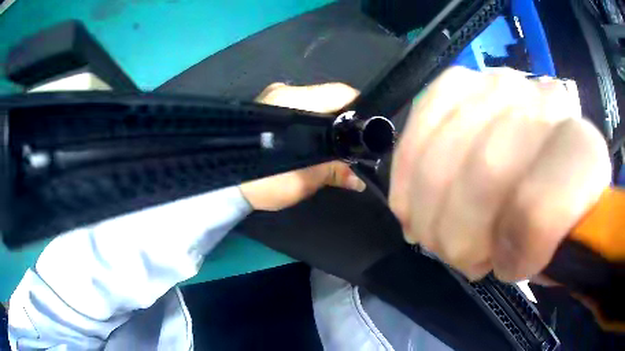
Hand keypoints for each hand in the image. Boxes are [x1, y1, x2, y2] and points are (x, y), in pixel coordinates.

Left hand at [239, 83, 365, 210]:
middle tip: (354, 140)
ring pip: (315, 102)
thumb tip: (360, 180)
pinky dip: (313, 121)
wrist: (228, 185)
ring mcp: (274, 96)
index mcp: (294, 102)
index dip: (359, 109)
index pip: (340, 93)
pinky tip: (316, 137)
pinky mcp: (267, 105)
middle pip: (328, 97)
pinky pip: (300, 107)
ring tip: (336, 141)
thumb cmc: (266, 182)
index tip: (368, 129)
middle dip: (345, 118)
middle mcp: (284, 91)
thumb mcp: (306, 179)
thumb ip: (337, 172)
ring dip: (328, 120)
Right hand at [389, 67, 610, 281]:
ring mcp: (502, 85)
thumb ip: (538, 254)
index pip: (548, 202)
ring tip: (436, 232)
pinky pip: (425, 113)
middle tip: (459, 256)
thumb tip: (498, 253)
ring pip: (450, 148)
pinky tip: (409, 197)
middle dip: (459, 232)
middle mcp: (545, 103)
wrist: (546, 166)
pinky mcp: (464, 82)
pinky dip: (409, 165)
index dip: (517, 246)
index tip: (506, 267)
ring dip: (430, 207)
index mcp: (585, 154)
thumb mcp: (554, 250)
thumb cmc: (553, 217)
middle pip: (488, 170)